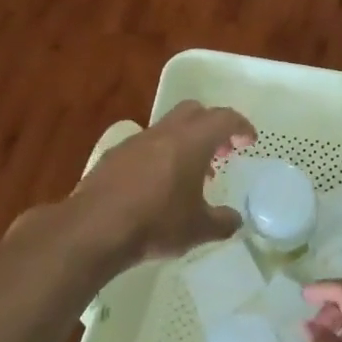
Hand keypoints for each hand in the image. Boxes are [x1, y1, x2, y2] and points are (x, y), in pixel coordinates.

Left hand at [71, 101, 255, 264]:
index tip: (249, 141)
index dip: (241, 126)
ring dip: (185, 142)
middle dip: (212, 126)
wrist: (93, 230)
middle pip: (194, 111)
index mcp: (192, 142)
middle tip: (222, 152)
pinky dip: (160, 156)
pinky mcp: (113, 157)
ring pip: (167, 128)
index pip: (224, 118)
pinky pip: (145, 146)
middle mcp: (164, 133)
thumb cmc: (155, 224)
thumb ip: (223, 222)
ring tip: (191, 175)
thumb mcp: (199, 229)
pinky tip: (157, 186)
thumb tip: (234, 220)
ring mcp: (135, 142)